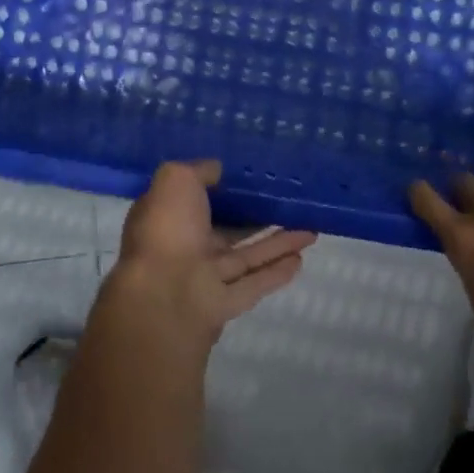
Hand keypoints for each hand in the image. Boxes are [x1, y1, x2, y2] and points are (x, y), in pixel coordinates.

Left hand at [101, 161, 316, 354]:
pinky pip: (254, 283)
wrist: (164, 296)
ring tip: (309, 230)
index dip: (219, 187)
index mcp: (168, 216)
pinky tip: (300, 259)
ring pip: (246, 256)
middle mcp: (185, 246)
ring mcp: (205, 277)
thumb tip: (217, 168)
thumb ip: (199, 171)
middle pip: (227, 229)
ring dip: (277, 244)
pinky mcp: (224, 304)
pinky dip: (276, 273)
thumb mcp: (176, 179)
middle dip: (255, 217)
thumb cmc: (167, 228)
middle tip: (287, 205)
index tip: (248, 177)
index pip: (195, 198)